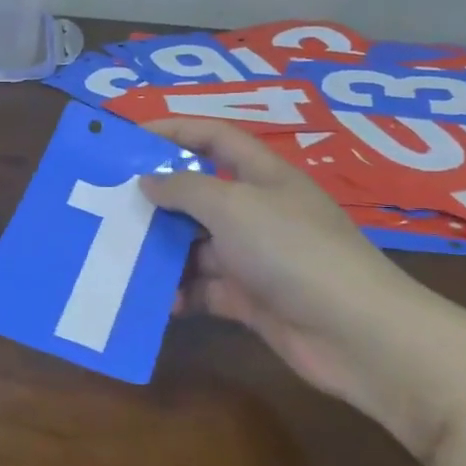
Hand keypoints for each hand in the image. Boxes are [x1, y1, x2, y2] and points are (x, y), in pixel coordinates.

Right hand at [140, 118, 423, 404]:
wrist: (354, 334)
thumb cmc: (291, 251)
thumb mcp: (232, 206)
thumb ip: (184, 188)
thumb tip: (147, 181)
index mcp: (262, 176)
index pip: (213, 138)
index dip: (173, 131)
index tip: (128, 138)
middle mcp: (257, 211)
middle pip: (198, 194)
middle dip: (157, 199)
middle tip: (111, 205)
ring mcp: (254, 257)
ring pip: (195, 246)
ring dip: (161, 252)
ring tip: (121, 256)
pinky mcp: (250, 298)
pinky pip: (203, 289)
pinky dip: (180, 294)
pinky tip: (155, 301)